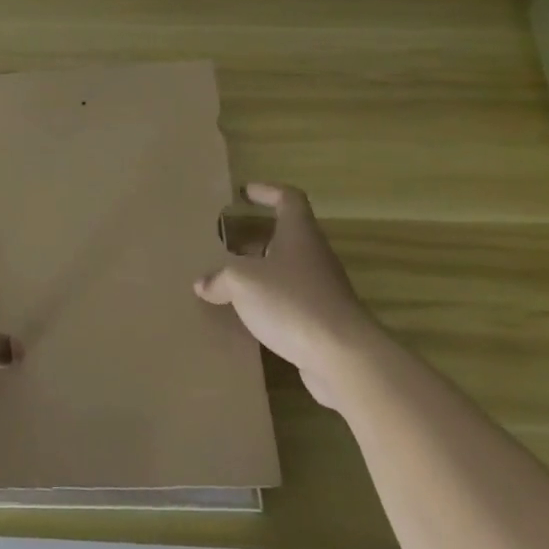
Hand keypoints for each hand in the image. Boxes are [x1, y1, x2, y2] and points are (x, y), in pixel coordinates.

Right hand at [194, 182, 385, 407]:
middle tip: (226, 243)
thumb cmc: (292, 302)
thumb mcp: (242, 282)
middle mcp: (313, 255)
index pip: (288, 199)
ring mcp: (322, 289)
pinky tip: (247, 317)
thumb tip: (203, 283)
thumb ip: (220, 278)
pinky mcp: (323, 320)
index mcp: (298, 234)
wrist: (344, 357)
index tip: (245, 193)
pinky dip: (269, 303)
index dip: (267, 191)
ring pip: (286, 271)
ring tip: (229, 282)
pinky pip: (291, 302)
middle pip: (286, 236)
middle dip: (256, 238)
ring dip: (261, 273)